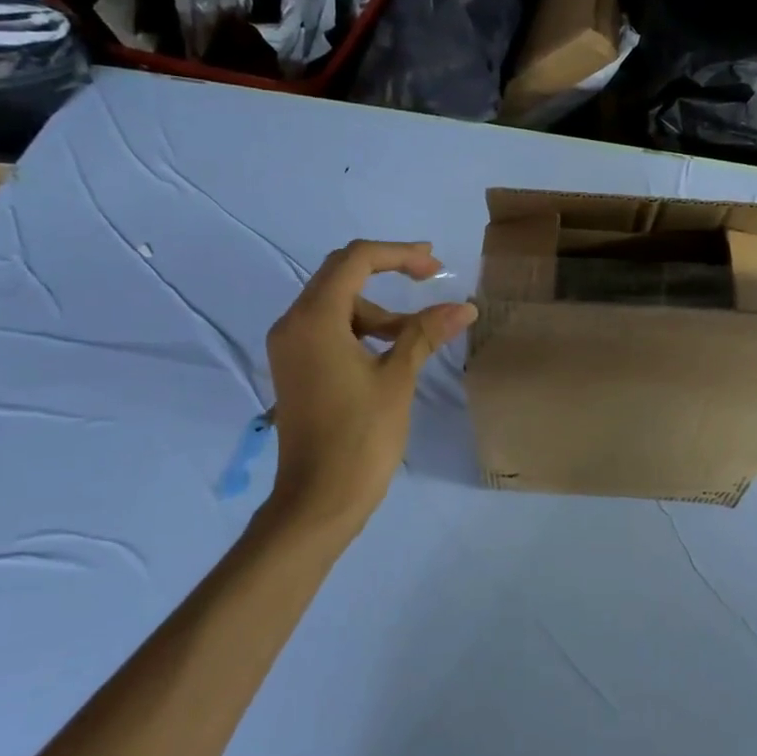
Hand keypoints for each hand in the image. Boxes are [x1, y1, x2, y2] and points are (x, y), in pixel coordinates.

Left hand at [264, 240, 476, 530]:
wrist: (318, 500)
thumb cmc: (360, 436)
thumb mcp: (398, 378)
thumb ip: (426, 333)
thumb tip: (465, 307)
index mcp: (314, 318)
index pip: (356, 260)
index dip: (400, 254)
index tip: (436, 267)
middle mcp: (293, 324)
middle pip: (341, 274)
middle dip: (388, 270)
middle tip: (431, 277)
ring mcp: (291, 347)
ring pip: (338, 304)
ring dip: (380, 310)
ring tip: (419, 334)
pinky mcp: (296, 368)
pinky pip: (330, 329)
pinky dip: (363, 330)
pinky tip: (392, 351)